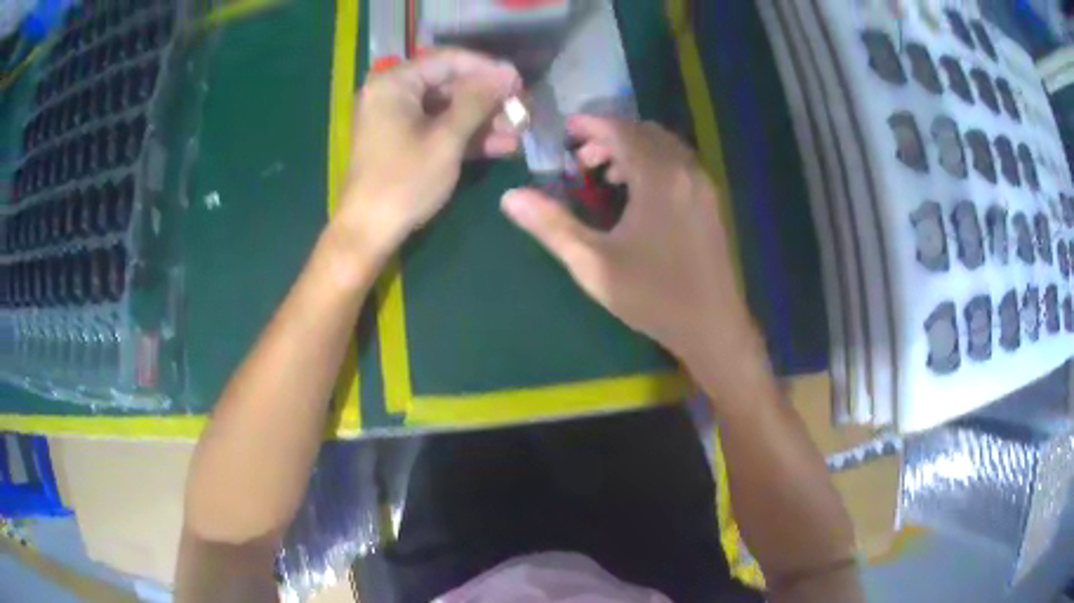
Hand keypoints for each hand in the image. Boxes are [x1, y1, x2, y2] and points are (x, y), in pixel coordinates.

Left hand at [335, 49, 521, 258]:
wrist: (369, 232)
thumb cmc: (404, 182)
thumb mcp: (446, 139)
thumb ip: (478, 101)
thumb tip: (509, 72)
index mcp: (395, 83)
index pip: (449, 60)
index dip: (488, 69)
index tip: (521, 83)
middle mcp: (394, 93)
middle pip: (450, 84)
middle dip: (489, 99)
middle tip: (524, 111)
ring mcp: (398, 118)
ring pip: (449, 108)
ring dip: (484, 120)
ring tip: (520, 131)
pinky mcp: (404, 140)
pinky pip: (439, 128)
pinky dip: (467, 135)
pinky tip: (502, 146)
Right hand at [501, 116, 759, 379]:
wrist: (713, 327)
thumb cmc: (653, 296)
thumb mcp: (593, 264)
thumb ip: (552, 226)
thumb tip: (509, 197)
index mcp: (659, 177)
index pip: (622, 131)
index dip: (591, 125)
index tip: (566, 130)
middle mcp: (686, 171)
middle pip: (645, 132)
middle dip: (610, 136)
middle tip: (581, 159)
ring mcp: (704, 186)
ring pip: (665, 147)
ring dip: (633, 149)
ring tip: (605, 176)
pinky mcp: (711, 202)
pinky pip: (680, 164)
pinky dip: (654, 163)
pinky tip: (638, 194)